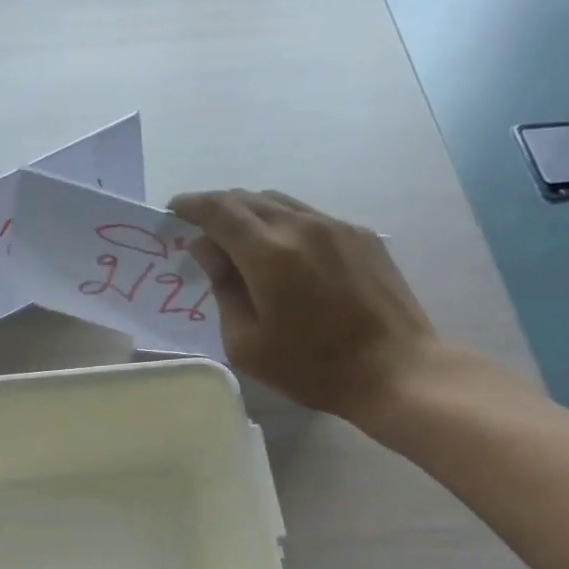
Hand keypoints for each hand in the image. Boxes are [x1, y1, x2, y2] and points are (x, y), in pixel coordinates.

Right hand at [169, 189, 447, 427]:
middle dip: (219, 208)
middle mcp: (302, 226)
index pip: (220, 211)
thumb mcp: (247, 343)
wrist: (394, 369)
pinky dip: (284, 224)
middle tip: (201, 229)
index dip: (192, 206)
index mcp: (269, 254)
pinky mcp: (362, 236)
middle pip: (250, 199)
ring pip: (282, 203)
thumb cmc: (310, 367)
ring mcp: (337, 227)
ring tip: (239, 239)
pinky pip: (311, 217)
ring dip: (252, 213)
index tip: (174, 211)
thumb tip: (205, 249)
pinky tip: (284, 254)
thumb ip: (223, 289)